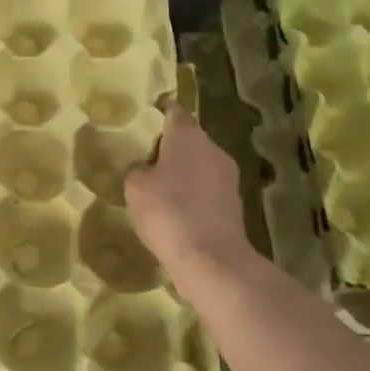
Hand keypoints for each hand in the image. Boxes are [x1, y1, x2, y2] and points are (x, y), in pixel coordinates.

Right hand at [125, 105, 255, 280]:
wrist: (210, 258)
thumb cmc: (168, 210)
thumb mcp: (135, 186)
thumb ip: (138, 169)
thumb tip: (145, 169)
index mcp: (189, 136)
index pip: (174, 112)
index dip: (160, 112)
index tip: (146, 117)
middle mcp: (213, 149)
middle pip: (189, 139)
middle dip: (170, 147)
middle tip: (145, 158)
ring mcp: (228, 177)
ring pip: (200, 166)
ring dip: (183, 173)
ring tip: (159, 188)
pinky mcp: (234, 204)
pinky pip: (207, 191)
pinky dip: (193, 196)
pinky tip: (177, 212)